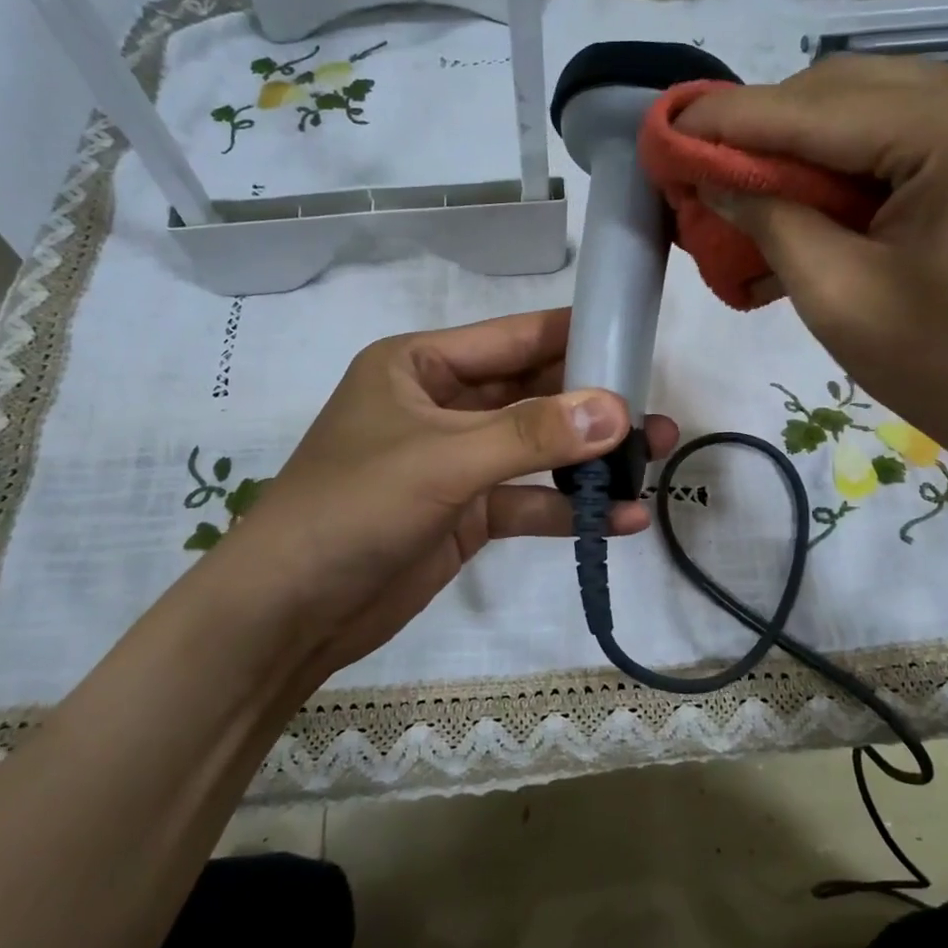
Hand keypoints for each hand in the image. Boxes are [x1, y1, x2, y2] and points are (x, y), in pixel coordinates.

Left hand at [202, 308, 676, 686]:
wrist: (290, 611)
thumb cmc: (353, 508)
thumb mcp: (443, 460)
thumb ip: (532, 434)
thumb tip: (618, 409)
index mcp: (421, 366)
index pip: (514, 338)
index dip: (577, 335)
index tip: (639, 339)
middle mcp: (442, 405)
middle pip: (533, 393)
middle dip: (594, 405)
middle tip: (657, 414)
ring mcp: (456, 462)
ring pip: (537, 450)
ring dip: (590, 458)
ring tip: (656, 459)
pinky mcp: (466, 514)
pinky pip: (527, 501)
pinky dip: (568, 509)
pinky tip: (621, 520)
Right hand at [675, 57, 947, 493]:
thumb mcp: (840, 299)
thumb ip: (769, 220)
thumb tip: (712, 175)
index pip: (812, 108)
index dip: (726, 120)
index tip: (662, 130)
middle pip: (843, 94)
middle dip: (764, 134)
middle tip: (701, 176)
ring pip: (872, 111)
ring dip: (804, 152)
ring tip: (748, 199)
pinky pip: (908, 138)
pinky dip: (851, 169)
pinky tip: (809, 207)